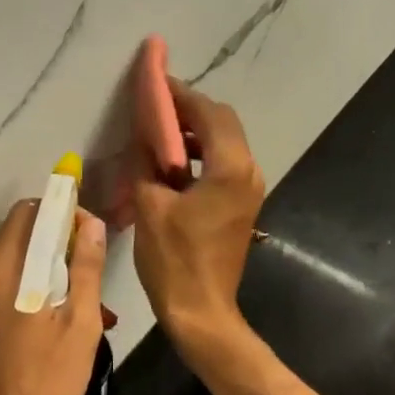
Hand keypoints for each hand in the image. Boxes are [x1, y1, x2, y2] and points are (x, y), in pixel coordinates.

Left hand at [0, 199, 107, 394]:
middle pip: (19, 240)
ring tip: (77, 314)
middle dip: (56, 248)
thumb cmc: (49, 382)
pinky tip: (47, 332)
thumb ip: (86, 268)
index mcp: (4, 270)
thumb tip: (91, 224)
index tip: (86, 233)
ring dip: (44, 278)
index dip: (60, 213)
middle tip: (88, 279)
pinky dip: (24, 299)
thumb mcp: (81, 324)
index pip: (28, 212)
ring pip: (11, 270)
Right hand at [131, 78, 264, 354]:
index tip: (155, 82)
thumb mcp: (150, 206)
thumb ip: (147, 162)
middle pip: (223, 123)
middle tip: (155, 108)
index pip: (208, 113)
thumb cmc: (174, 261)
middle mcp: (248, 172)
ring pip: (226, 143)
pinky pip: (225, 165)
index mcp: (230, 168)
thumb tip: (144, 133)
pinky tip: (174, 164)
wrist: (202, 312)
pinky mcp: (243, 205)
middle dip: (190, 110)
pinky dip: (202, 155)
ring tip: (160, 134)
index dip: (181, 95)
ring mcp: (250, 190)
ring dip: (196, 133)